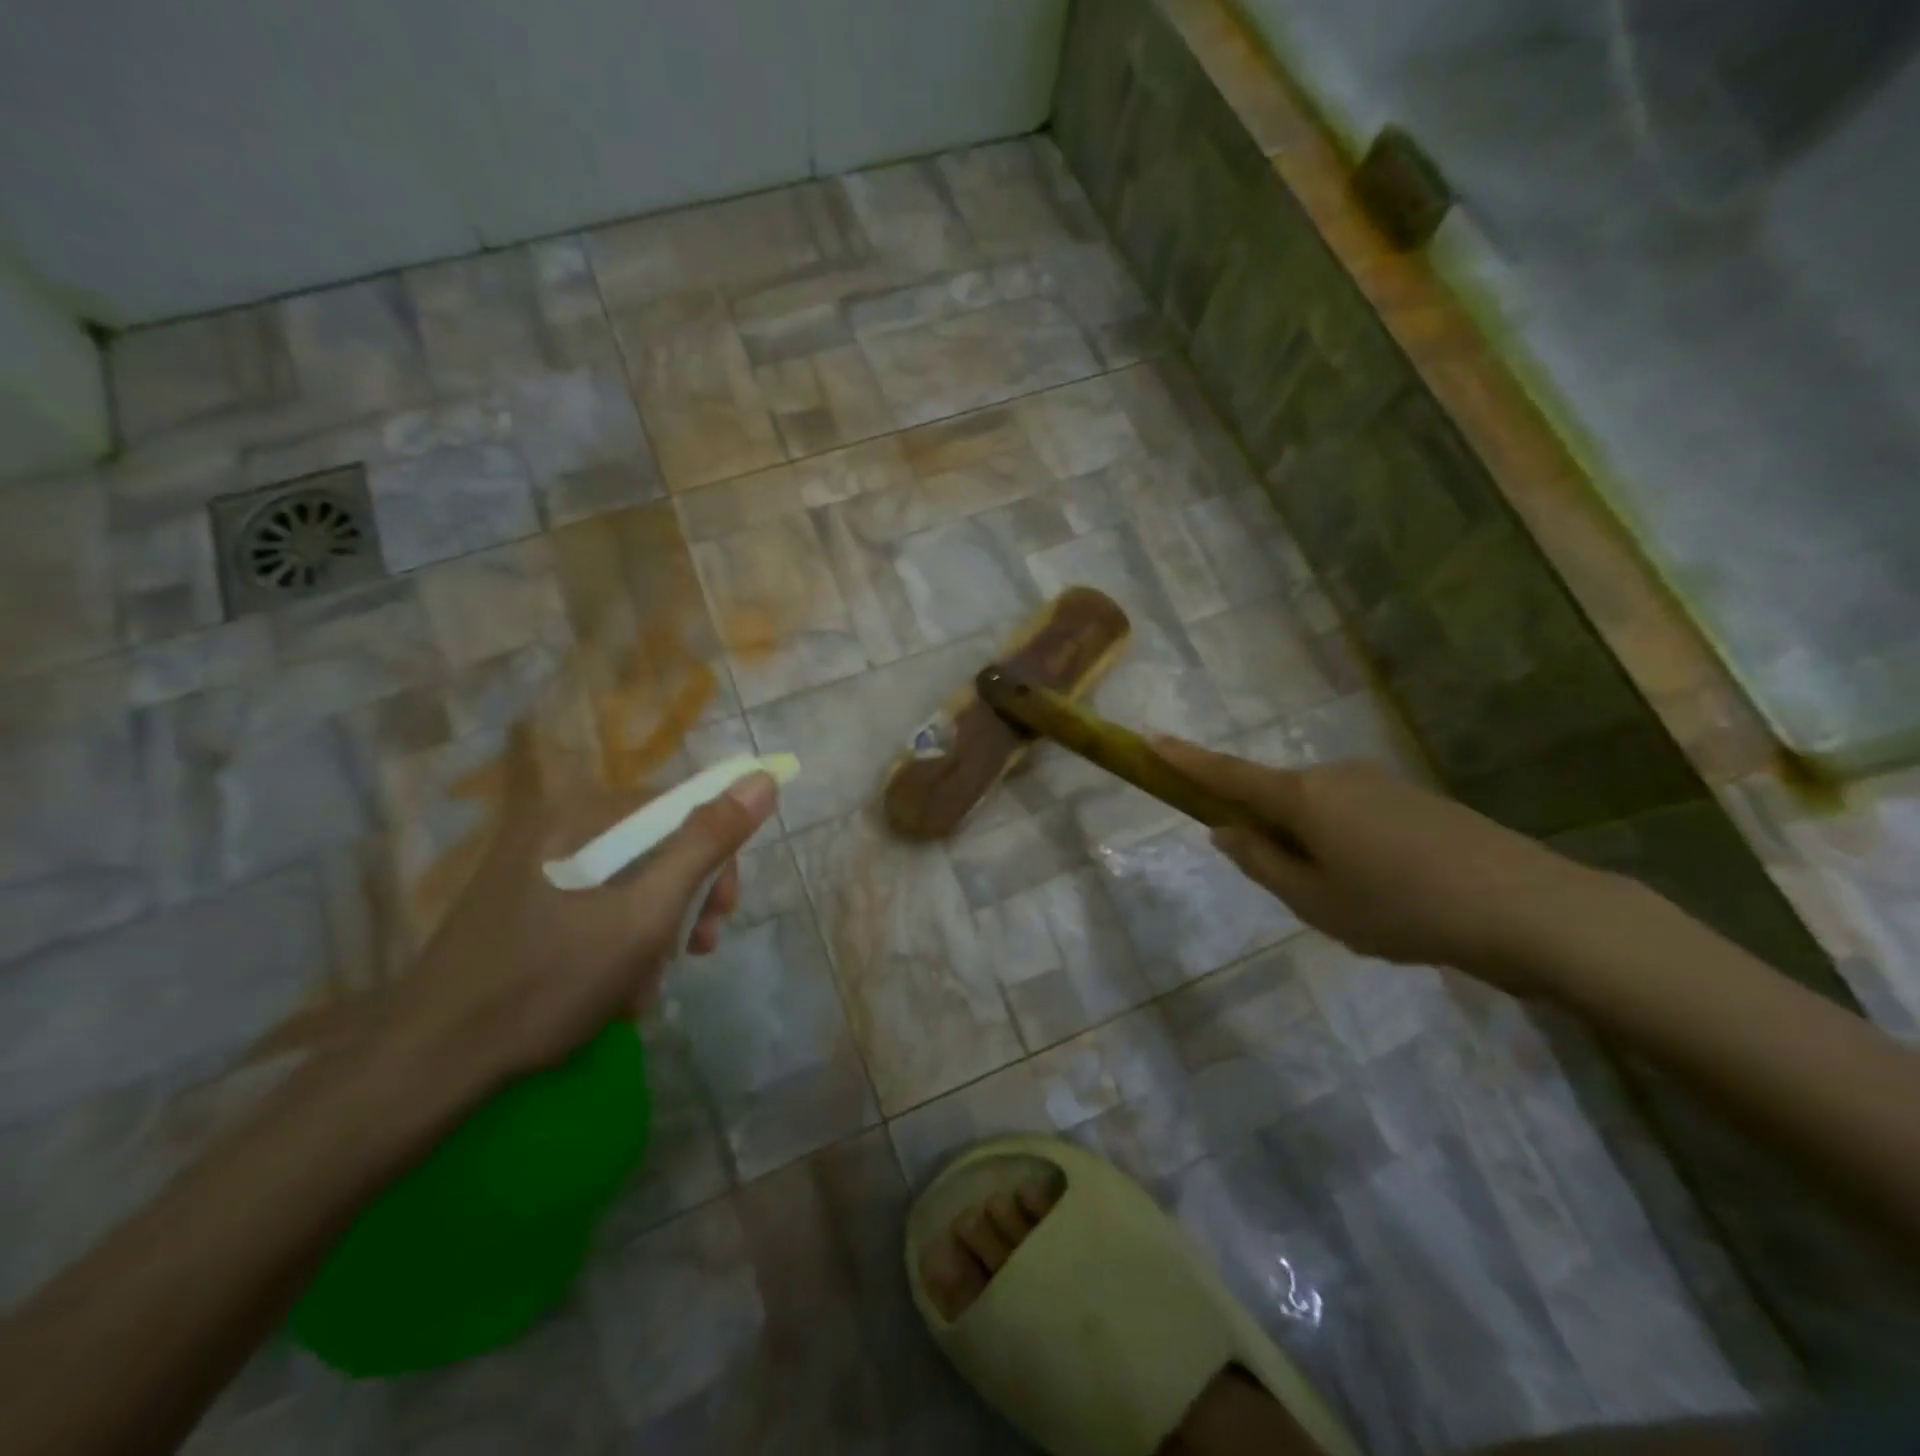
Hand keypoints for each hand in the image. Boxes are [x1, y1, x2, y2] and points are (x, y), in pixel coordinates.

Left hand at [373, 736, 778, 1092]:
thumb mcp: (644, 915)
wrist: (426, 1068)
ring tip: (647, 986)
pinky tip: (615, 991)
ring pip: (626, 883)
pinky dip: (616, 944)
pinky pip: (592, 908)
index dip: (715, 857)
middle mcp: (552, 827)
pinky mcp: (517, 906)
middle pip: (652, 847)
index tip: (722, 914)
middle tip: (694, 951)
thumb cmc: (546, 983)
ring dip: (652, 932)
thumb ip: (706, 845)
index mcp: (577, 814)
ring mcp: (529, 868)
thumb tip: (762, 780)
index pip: (678, 809)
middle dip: (682, 902)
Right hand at [1155, 738, 1609, 991]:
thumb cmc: (1402, 908)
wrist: (1528, 908)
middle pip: (1275, 795)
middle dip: (1265, 829)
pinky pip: (1354, 814)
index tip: (1149, 740)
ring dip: (1311, 843)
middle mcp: (1335, 775)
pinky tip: (1386, 888)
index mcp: (1303, 797)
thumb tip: (1224, 829)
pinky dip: (1346, 843)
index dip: (1185, 761)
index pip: (1228, 774)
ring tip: (1351, 901)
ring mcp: (1378, 782)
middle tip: (1290, 888)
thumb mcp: (1315, 901)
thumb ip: (1260, 862)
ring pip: (1318, 809)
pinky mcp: (1412, 798)